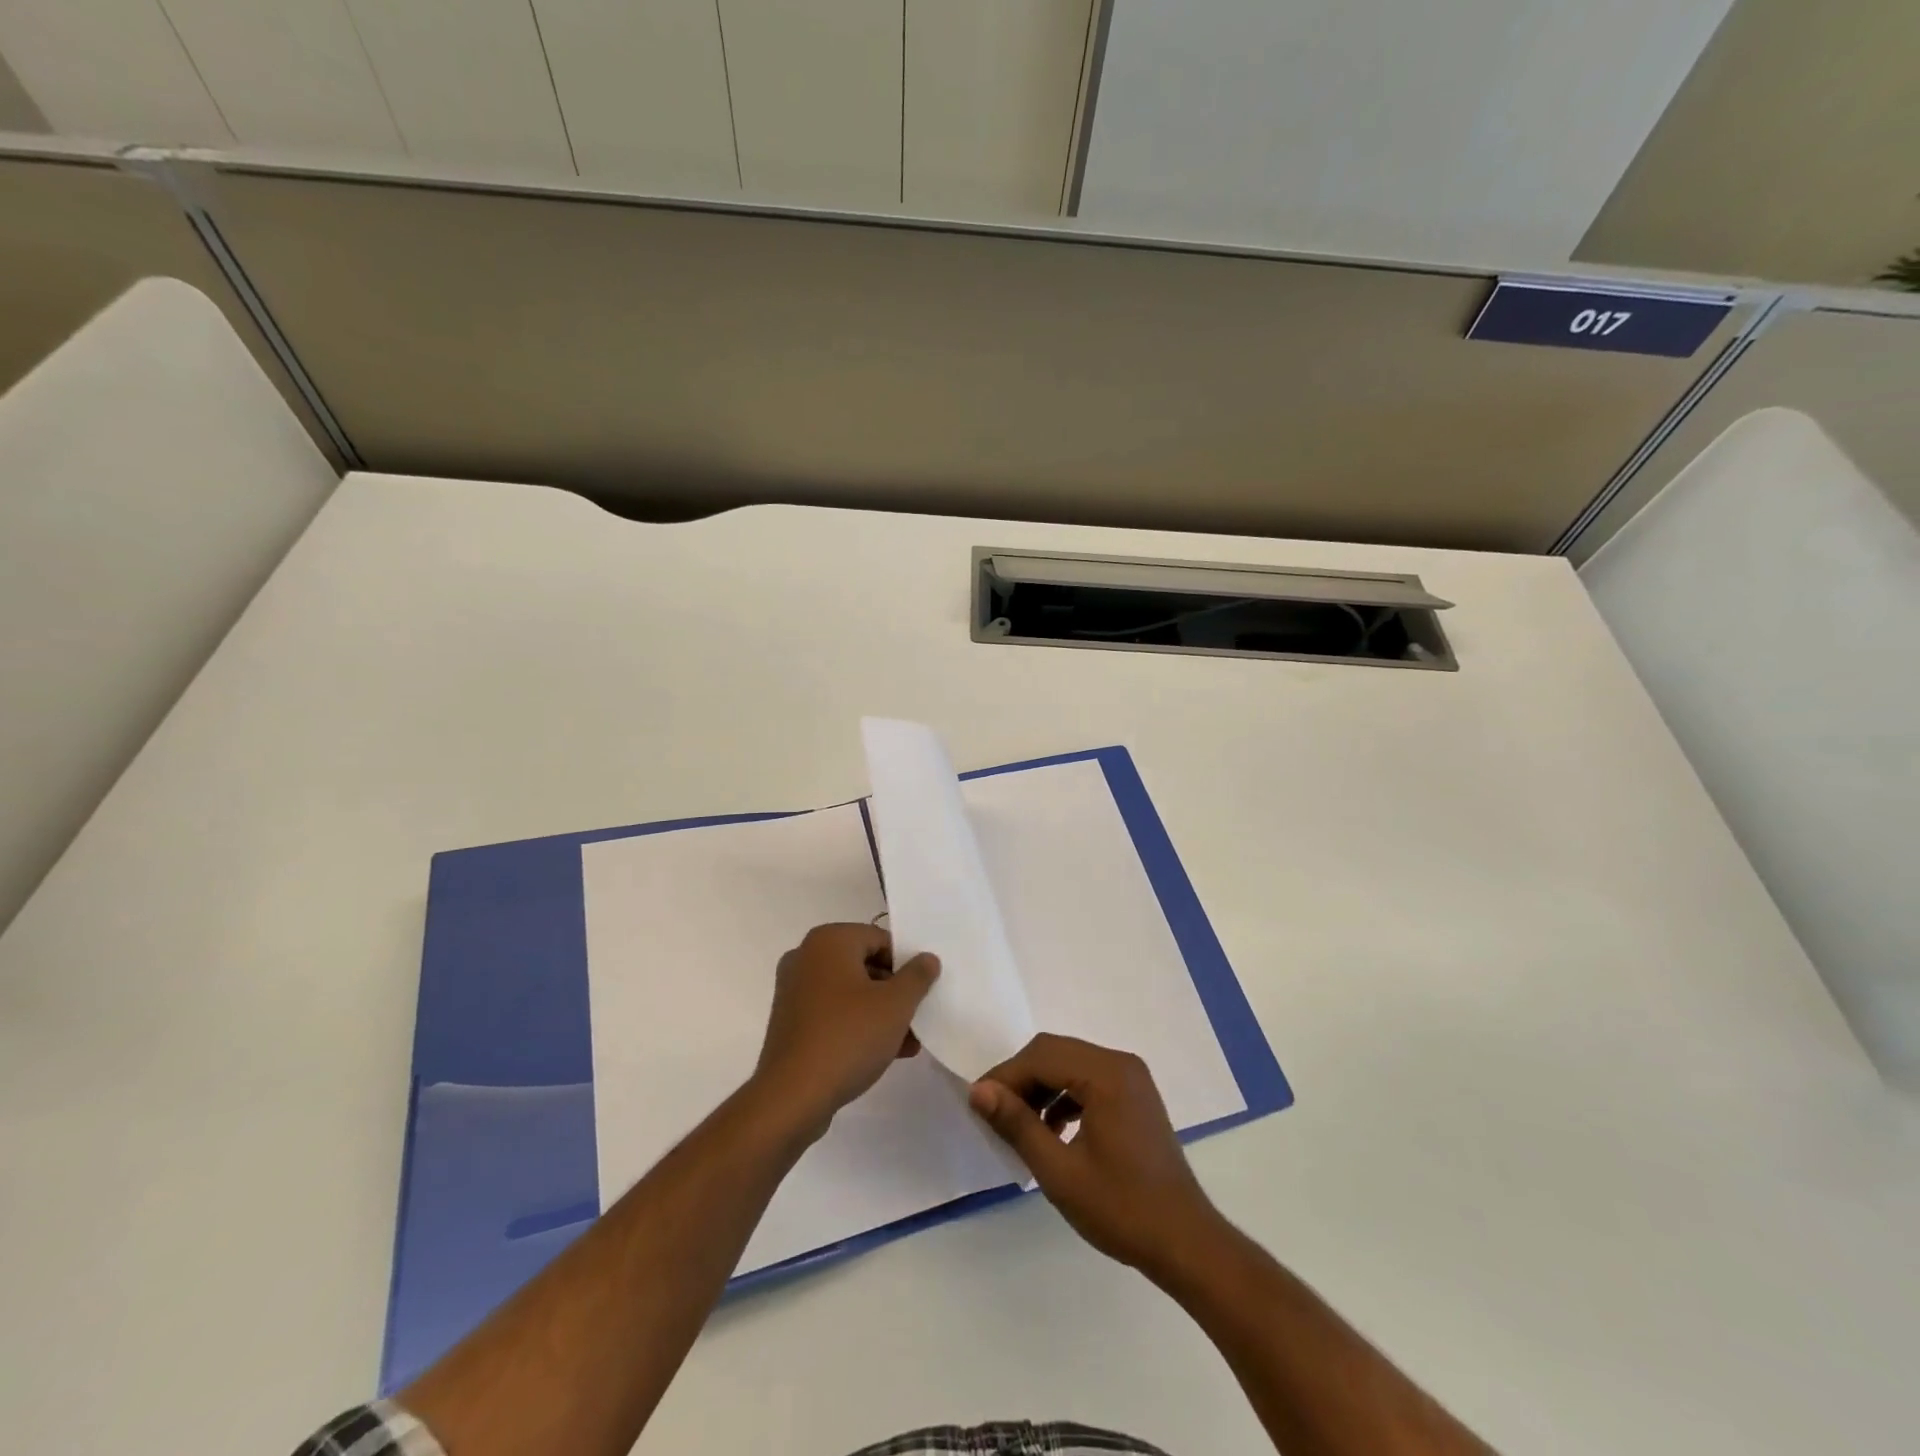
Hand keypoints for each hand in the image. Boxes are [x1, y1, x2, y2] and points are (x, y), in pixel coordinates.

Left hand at [754, 923, 939, 1137]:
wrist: (792, 1097)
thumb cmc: (848, 1037)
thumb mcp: (896, 1004)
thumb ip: (917, 976)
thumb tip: (927, 958)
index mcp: (829, 941)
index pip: (880, 939)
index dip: (906, 964)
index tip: (922, 991)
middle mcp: (806, 957)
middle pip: (864, 965)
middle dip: (895, 992)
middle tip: (917, 1017)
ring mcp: (794, 990)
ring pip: (850, 993)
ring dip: (880, 1013)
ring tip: (908, 1042)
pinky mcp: (790, 1022)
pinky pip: (832, 1013)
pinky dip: (857, 1025)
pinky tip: (884, 1053)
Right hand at [969, 1033, 1222, 1276]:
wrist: (1186, 1243)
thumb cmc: (1121, 1209)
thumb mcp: (1059, 1171)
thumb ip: (1017, 1124)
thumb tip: (978, 1091)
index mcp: (1107, 1074)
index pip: (1042, 1055)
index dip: (1005, 1076)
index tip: (979, 1106)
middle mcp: (1121, 1063)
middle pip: (1056, 1053)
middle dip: (1021, 1080)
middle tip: (995, 1115)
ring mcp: (1132, 1079)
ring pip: (1070, 1065)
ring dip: (1041, 1088)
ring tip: (1020, 1126)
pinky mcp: (1135, 1096)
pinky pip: (1088, 1081)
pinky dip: (1064, 1098)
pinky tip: (1052, 1131)